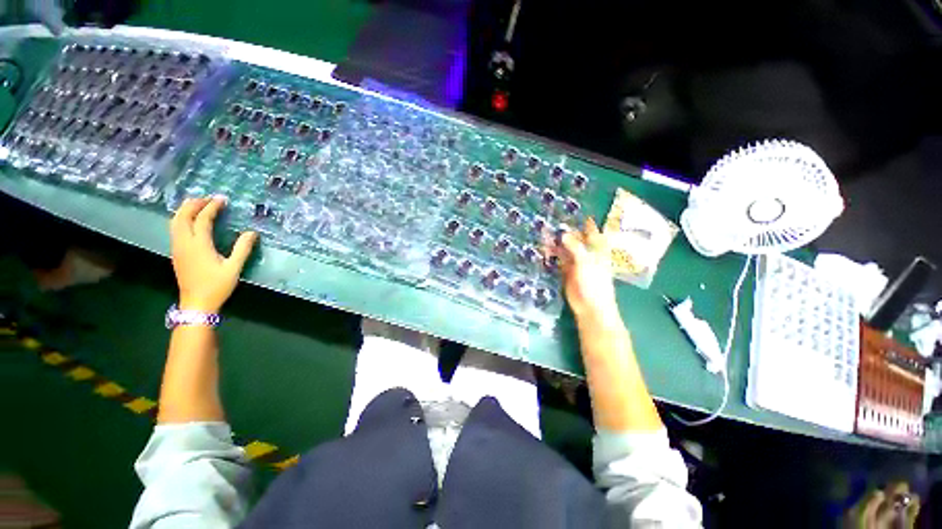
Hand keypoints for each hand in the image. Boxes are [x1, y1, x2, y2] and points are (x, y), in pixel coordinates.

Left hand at [170, 197, 257, 312]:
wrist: (196, 303)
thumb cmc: (217, 286)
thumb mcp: (234, 268)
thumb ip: (243, 249)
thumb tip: (252, 232)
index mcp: (199, 245)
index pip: (202, 219)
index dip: (212, 207)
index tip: (222, 199)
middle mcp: (184, 243)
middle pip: (182, 217)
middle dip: (193, 204)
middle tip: (207, 198)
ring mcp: (177, 248)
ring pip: (175, 222)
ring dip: (185, 210)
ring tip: (198, 205)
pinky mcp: (176, 253)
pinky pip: (175, 230)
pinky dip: (182, 219)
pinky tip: (190, 221)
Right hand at [546, 218, 619, 321]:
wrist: (590, 307)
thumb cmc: (594, 283)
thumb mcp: (586, 262)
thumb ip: (574, 247)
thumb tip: (563, 233)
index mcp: (597, 251)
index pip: (593, 234)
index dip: (588, 224)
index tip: (580, 214)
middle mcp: (586, 255)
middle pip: (576, 240)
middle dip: (566, 232)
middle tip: (553, 222)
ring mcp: (576, 263)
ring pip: (565, 249)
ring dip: (556, 243)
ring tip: (544, 234)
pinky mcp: (566, 272)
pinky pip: (558, 260)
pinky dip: (552, 254)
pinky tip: (544, 249)